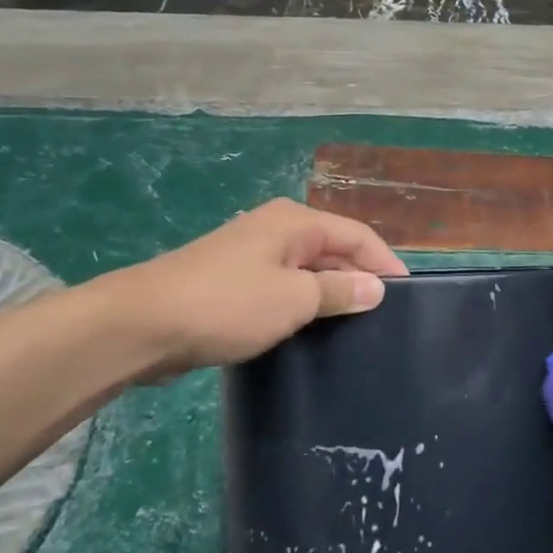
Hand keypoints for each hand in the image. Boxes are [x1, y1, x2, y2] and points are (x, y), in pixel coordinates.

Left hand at [91, 199, 407, 380]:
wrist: (144, 323)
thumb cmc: (228, 303)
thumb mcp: (294, 298)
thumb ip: (339, 290)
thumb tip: (375, 287)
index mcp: (295, 221)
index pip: (357, 235)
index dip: (385, 263)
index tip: (408, 296)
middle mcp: (276, 228)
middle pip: (333, 249)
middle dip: (359, 279)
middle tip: (383, 319)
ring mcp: (251, 254)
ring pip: (307, 270)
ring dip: (330, 294)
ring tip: (355, 329)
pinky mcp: (233, 281)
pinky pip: (282, 287)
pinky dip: (301, 304)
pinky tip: (311, 331)